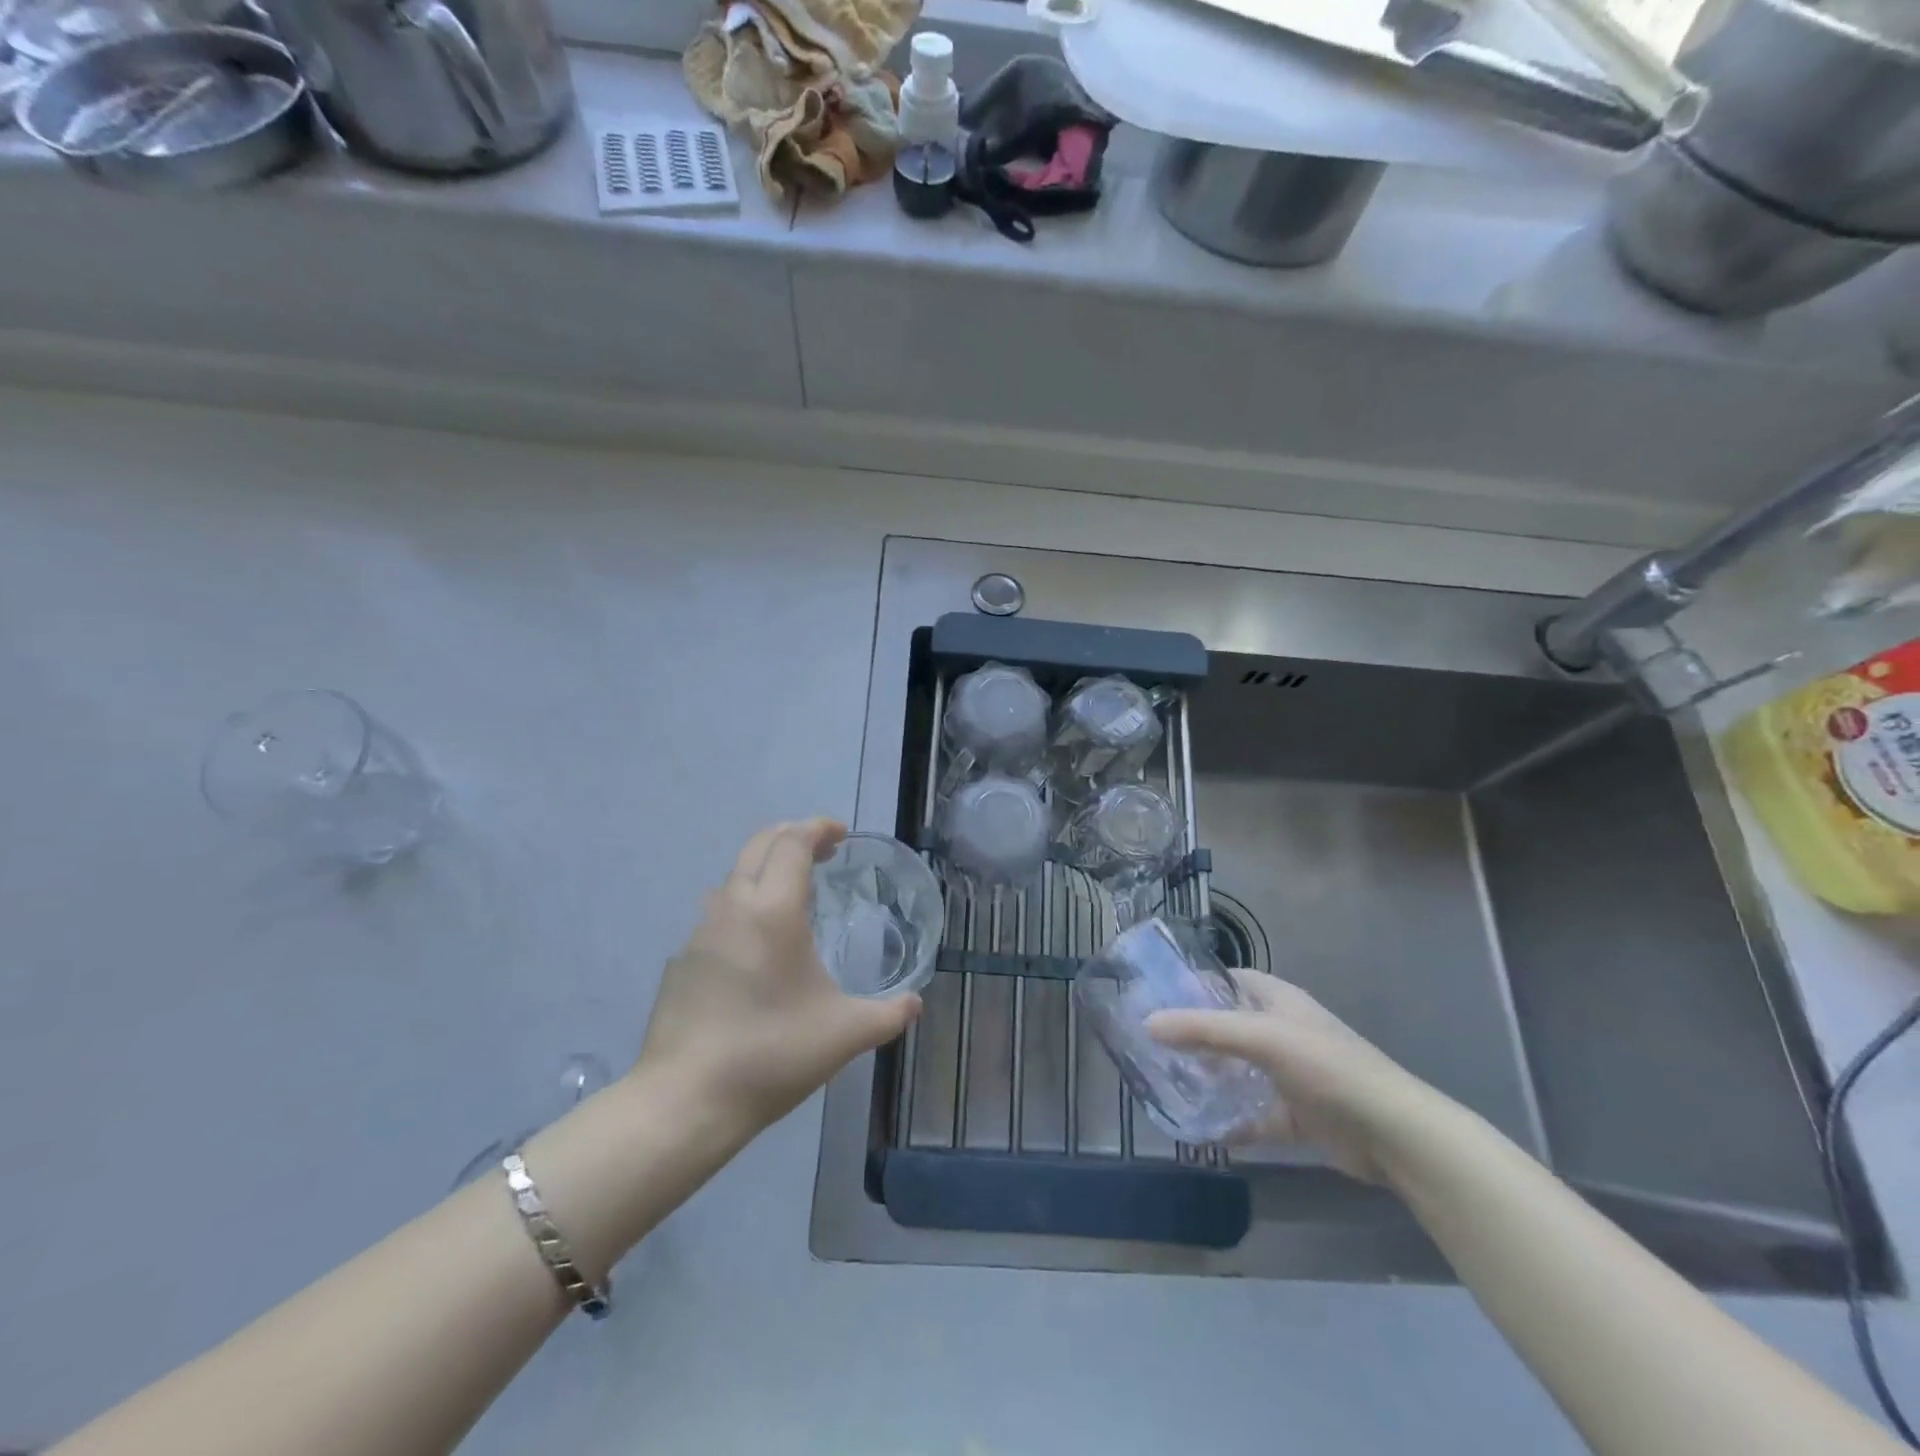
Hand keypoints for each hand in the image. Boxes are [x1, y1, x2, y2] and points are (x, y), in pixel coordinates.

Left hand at [633, 819, 921, 1139]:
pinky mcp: (681, 961)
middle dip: (792, 836)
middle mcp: (732, 908)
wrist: (685, 1101)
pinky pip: (717, 914)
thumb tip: (915, 1004)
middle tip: (823, 850)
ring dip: (765, 869)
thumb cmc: (772, 1054)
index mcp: (773, 911)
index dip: (817, 828)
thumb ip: (888, 1015)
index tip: (840, 834)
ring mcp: (699, 933)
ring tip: (793, 893)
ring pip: (733, 877)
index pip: (792, 842)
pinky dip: (744, 906)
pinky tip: (758, 946)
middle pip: (759, 845)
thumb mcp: (845, 1035)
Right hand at [1147, 971, 1439, 1183]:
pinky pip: (1254, 1116)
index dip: (1197, 984)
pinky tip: (1202, 1130)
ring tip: (1168, 1083)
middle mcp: (1283, 1032)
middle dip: (1195, 1035)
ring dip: (1211, 1078)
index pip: (1230, 980)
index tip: (1157, 996)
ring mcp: (1291, 1075)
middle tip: (1153, 1045)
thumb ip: (1205, 1030)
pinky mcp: (1297, 1116)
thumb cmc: (1328, 1068)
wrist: (1393, 1135)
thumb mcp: (1263, 1038)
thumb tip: (1148, 1023)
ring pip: (1239, 1071)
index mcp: (1280, 1002)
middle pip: (1230, 1027)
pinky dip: (1232, 1122)